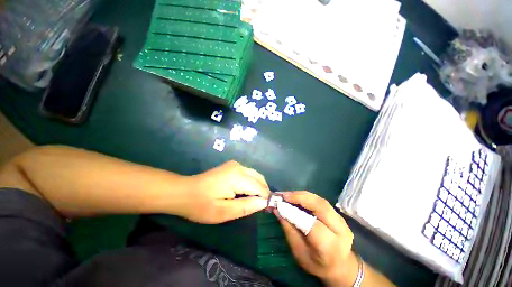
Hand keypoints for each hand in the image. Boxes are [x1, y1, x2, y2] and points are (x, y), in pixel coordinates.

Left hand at [181, 161, 269, 223]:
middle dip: (263, 192)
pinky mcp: (232, 166)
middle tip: (260, 207)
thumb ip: (246, 206)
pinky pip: (248, 174)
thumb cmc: (201, 205)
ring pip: (255, 175)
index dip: (265, 198)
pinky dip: (252, 183)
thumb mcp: (223, 212)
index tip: (266, 210)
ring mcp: (235, 164)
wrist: (183, 192)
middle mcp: (239, 167)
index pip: (260, 187)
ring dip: (258, 187)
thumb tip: (264, 203)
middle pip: (260, 179)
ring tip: (254, 201)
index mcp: (237, 177)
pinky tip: (246, 192)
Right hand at [276, 191, 356, 286]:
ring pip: (320, 201)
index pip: (313, 226)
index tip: (280, 205)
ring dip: (302, 195)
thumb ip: (289, 230)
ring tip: (288, 195)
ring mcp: (341, 220)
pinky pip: (320, 202)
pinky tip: (297, 197)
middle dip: (300, 198)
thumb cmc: (316, 263)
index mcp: (330, 247)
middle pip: (320, 207)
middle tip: (284, 196)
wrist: (340, 265)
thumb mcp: (299, 252)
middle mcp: (340, 231)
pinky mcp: (338, 214)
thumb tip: (277, 210)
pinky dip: (307, 197)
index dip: (295, 213)